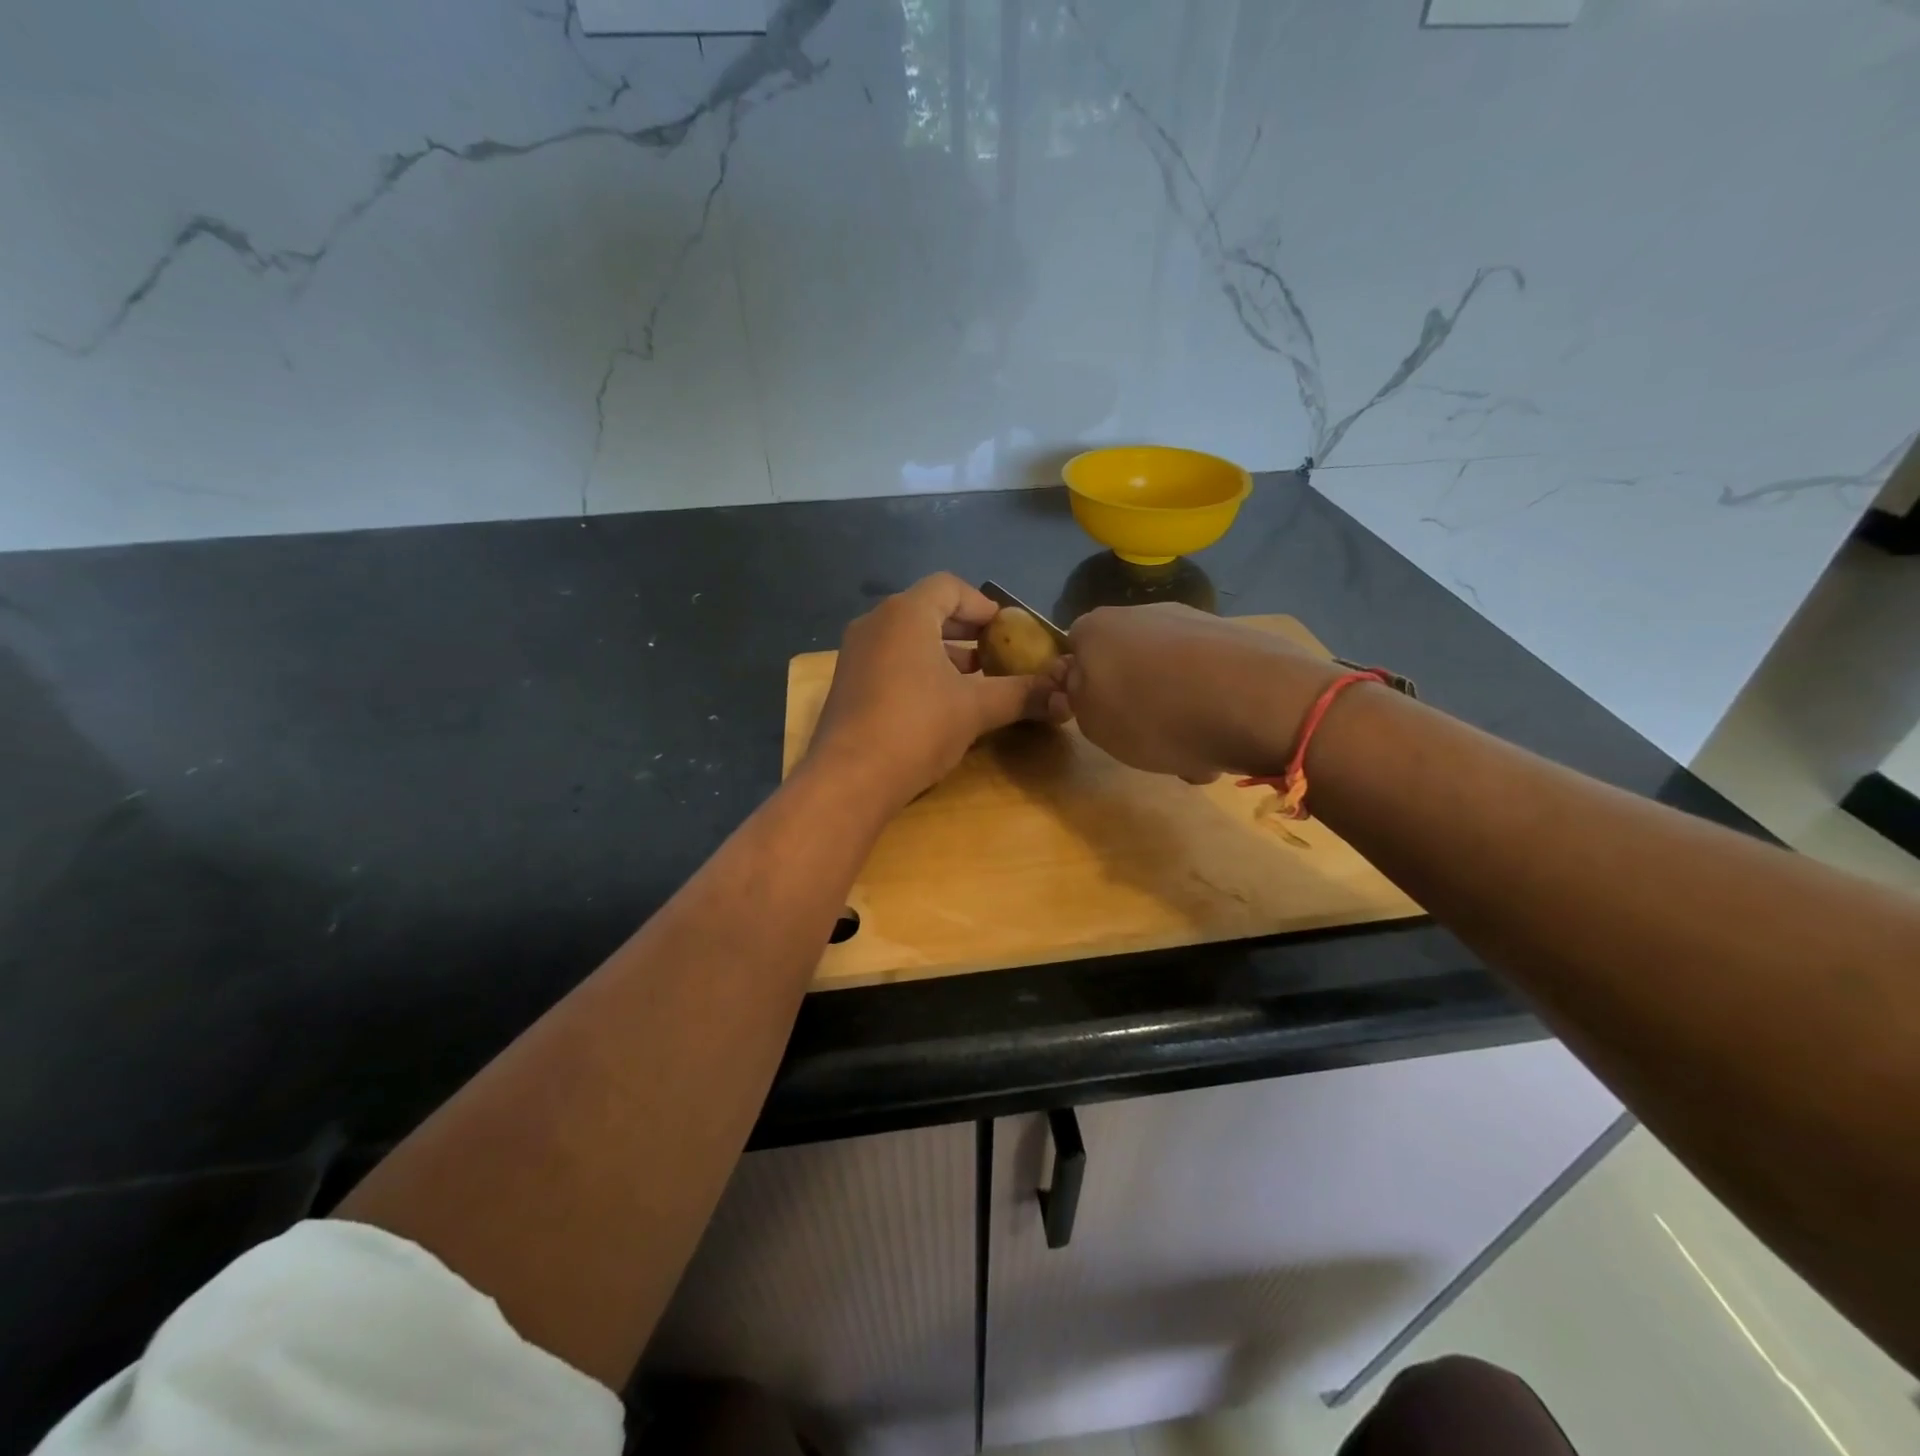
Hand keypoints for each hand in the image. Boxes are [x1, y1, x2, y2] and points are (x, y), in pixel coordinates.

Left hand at [806, 573, 1058, 809]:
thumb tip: (1065, 696)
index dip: (982, 604)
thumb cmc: (917, 727)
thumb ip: (1021, 694)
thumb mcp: (976, 709)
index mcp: (906, 614)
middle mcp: (875, 623)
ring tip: (974, 679)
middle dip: (965, 629)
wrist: (849, 779)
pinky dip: (918, 668)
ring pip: (907, 638)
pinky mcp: (848, 683)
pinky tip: (939, 701)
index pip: (949, 586)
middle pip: (927, 609)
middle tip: (995, 652)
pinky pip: (890, 660)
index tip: (1006, 630)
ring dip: (943, 651)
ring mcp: (856, 653)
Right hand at [1049, 604, 1340, 781]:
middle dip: (1135, 702)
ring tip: (1194, 751)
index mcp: (1097, 629)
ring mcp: (1193, 621)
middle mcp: (1142, 613)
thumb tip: (1084, 681)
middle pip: (1126, 664)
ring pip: (1170, 676)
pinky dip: (1211, 706)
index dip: (1083, 689)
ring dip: (1176, 711)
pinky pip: (1209, 679)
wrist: (1257, 702)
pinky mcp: (1238, 638)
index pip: (1074, 652)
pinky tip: (1226, 737)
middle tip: (1147, 741)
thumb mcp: (1094, 724)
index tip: (1099, 721)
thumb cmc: (1156, 716)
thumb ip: (1078, 698)